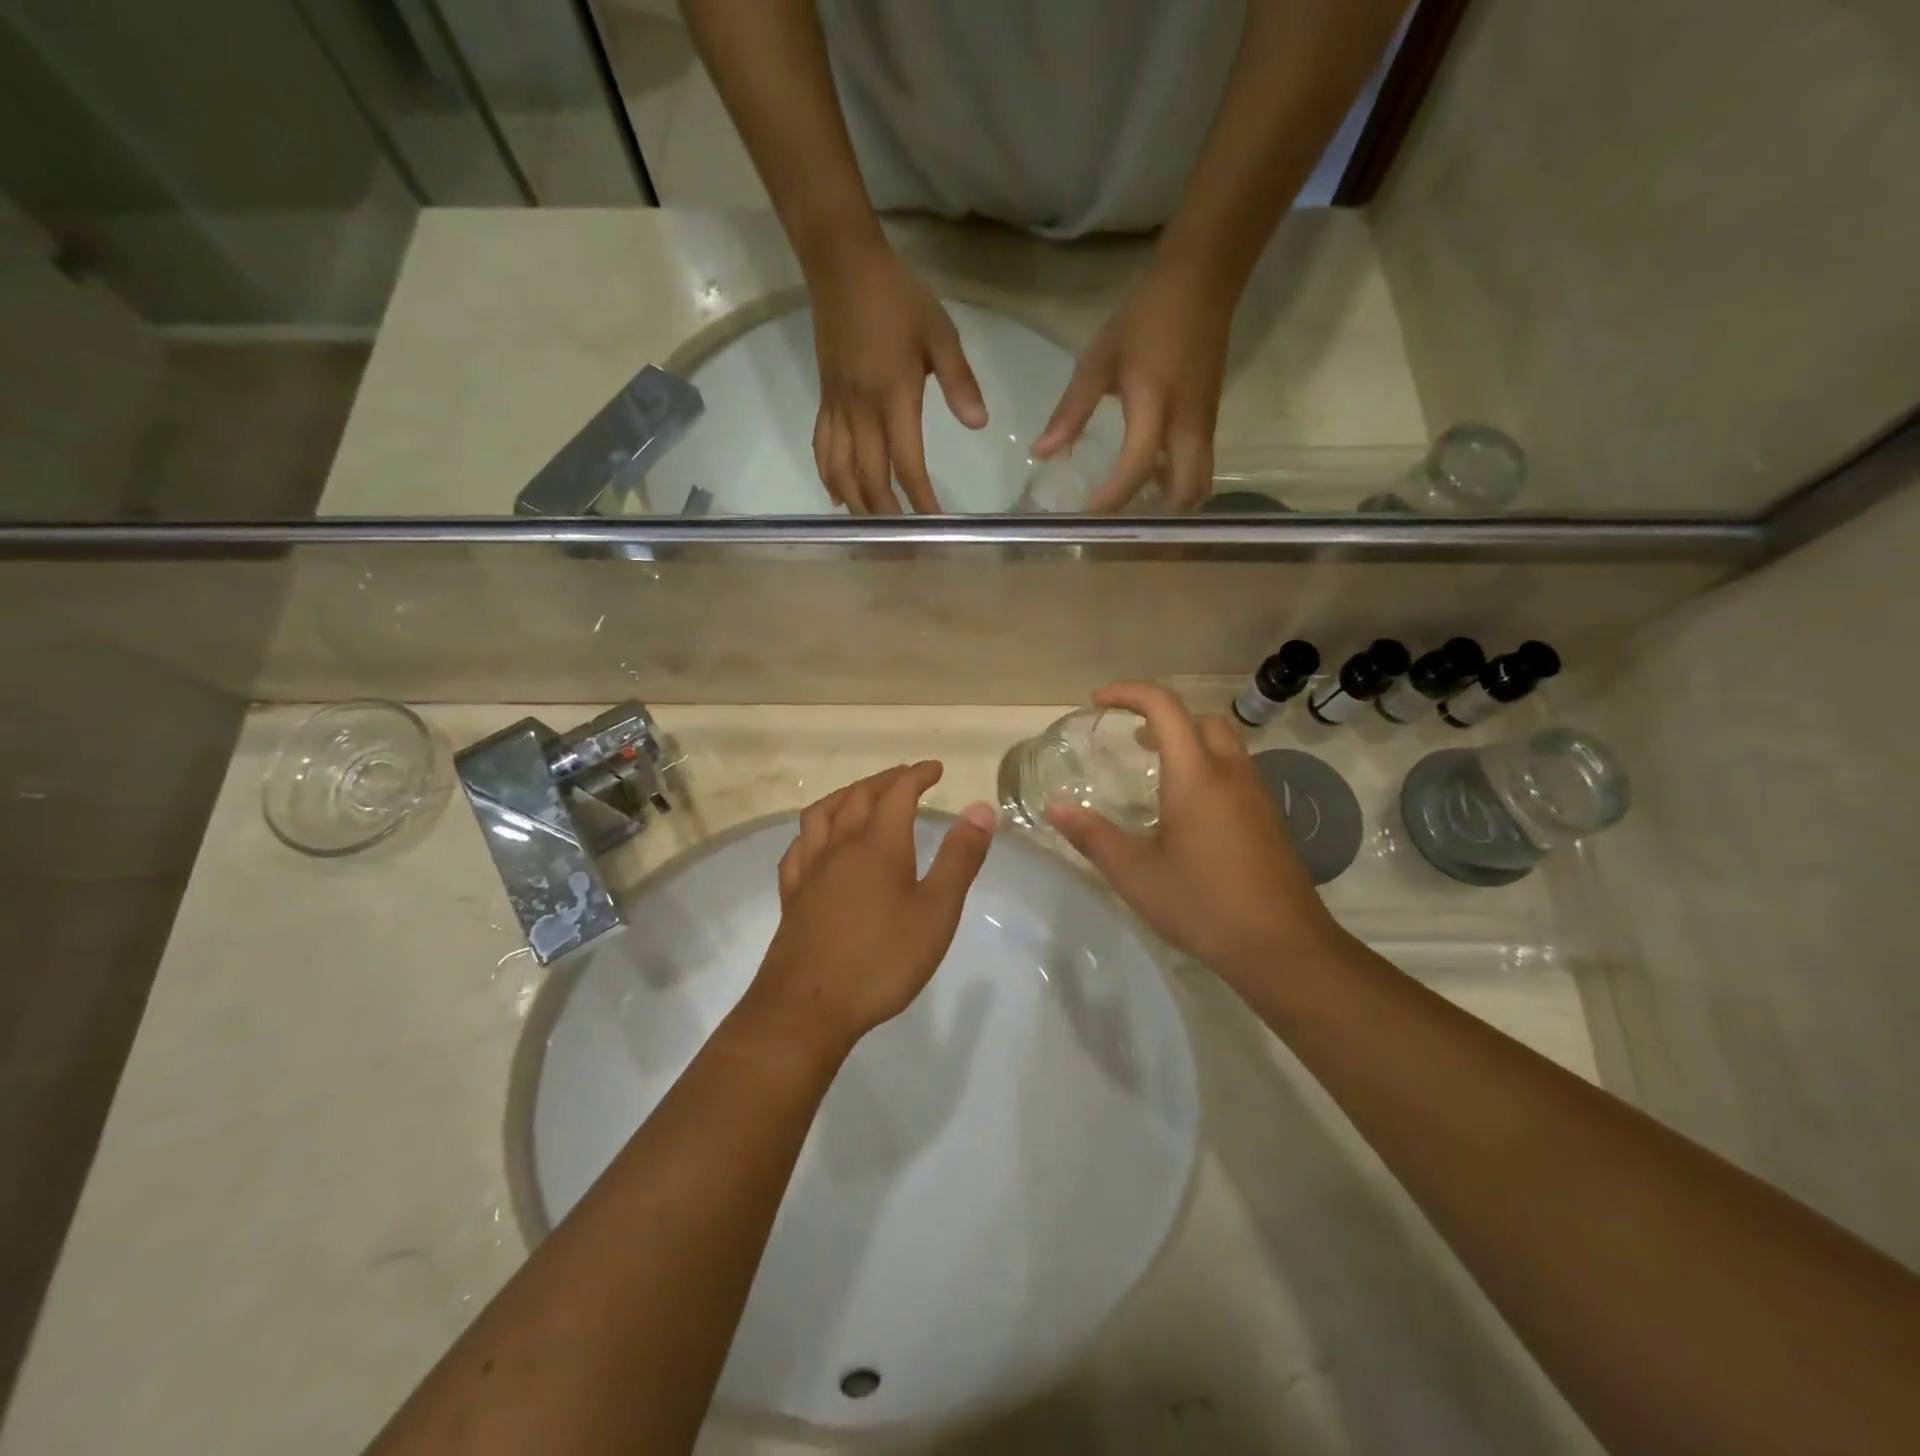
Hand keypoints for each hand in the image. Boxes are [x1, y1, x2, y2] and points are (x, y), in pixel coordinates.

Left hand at [744, 763, 995, 1053]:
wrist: (808, 1007)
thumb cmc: (882, 960)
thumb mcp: (936, 911)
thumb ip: (959, 858)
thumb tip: (980, 808)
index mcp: (878, 845)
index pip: (898, 793)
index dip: (917, 775)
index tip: (935, 768)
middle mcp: (840, 847)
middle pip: (858, 796)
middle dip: (885, 780)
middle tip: (906, 778)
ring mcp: (810, 871)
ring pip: (822, 814)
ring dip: (845, 795)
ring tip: (860, 796)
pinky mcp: (791, 896)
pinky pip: (798, 847)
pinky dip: (813, 831)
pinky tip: (817, 843)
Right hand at [808, 244, 987, 513]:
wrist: (842, 266)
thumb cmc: (898, 298)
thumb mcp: (939, 333)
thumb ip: (960, 381)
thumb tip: (979, 424)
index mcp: (893, 398)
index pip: (907, 464)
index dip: (921, 500)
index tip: (935, 526)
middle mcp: (861, 412)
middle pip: (870, 479)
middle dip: (887, 516)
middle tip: (902, 544)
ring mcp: (838, 409)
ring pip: (840, 472)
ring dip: (856, 505)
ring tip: (873, 530)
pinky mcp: (824, 401)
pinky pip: (822, 450)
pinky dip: (829, 478)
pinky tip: (839, 497)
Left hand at [1030, 260, 1233, 512]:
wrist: (1202, 284)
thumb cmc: (1144, 321)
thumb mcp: (1098, 362)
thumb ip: (1070, 412)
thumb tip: (1040, 454)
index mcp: (1155, 408)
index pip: (1135, 468)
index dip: (1111, 498)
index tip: (1086, 518)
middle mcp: (1188, 427)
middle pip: (1184, 493)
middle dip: (1155, 517)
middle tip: (1120, 526)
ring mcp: (1205, 427)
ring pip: (1198, 485)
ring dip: (1170, 506)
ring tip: (1134, 512)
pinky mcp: (1210, 423)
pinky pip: (1199, 469)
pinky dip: (1177, 486)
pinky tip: (1149, 484)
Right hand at [1047, 683, 1346, 982]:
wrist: (1283, 948)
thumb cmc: (1204, 905)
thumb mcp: (1136, 874)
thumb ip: (1093, 836)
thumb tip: (1055, 807)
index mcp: (1196, 776)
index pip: (1164, 708)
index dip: (1129, 693)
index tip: (1097, 703)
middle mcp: (1231, 774)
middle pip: (1201, 719)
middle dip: (1163, 717)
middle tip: (1131, 740)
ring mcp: (1257, 796)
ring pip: (1224, 744)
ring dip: (1189, 741)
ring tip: (1156, 772)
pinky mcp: (1269, 820)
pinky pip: (1236, 772)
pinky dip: (1207, 768)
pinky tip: (1188, 812)